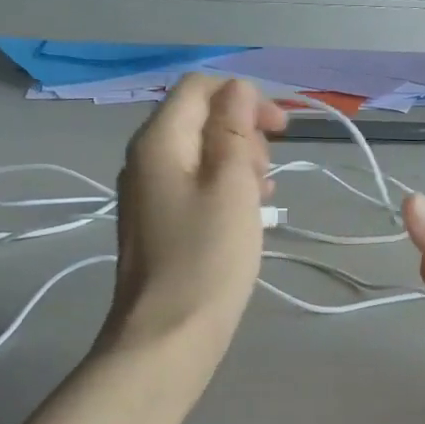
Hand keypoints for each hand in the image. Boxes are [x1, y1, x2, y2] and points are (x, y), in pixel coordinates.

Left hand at [97, 75, 286, 368]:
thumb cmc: (207, 258)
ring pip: (200, 155)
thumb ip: (233, 129)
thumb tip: (237, 90)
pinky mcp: (158, 224)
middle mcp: (145, 160)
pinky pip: (195, 187)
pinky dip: (225, 190)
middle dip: (242, 133)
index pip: (198, 87)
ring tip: (264, 196)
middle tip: (267, 174)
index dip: (243, 96)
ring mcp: (148, 194)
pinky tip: (248, 215)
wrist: (168, 336)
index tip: (280, 130)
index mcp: (158, 141)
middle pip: (199, 118)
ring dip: (238, 164)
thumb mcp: (231, 185)